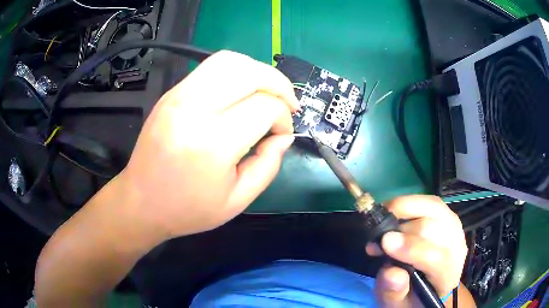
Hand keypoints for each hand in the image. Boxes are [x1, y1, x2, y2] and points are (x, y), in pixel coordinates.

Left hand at [119, 50, 298, 239]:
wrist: (141, 202)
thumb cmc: (188, 209)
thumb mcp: (237, 200)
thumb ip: (268, 166)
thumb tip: (284, 136)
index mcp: (211, 144)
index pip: (264, 107)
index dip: (283, 118)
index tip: (282, 134)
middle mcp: (193, 110)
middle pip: (250, 72)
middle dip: (279, 84)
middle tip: (287, 104)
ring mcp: (178, 96)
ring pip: (229, 60)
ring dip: (258, 71)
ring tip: (267, 92)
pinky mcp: (171, 93)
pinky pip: (210, 68)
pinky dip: (235, 73)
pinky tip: (240, 93)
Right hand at [366, 195, 467, 306]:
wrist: (430, 285)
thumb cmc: (412, 297)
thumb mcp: (397, 303)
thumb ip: (394, 292)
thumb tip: (391, 272)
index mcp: (447, 276)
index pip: (437, 259)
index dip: (411, 249)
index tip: (383, 242)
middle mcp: (457, 248)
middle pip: (434, 229)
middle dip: (401, 229)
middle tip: (376, 239)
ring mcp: (455, 229)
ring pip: (434, 208)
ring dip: (405, 209)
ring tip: (383, 218)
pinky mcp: (448, 217)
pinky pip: (431, 202)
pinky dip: (411, 203)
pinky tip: (395, 211)